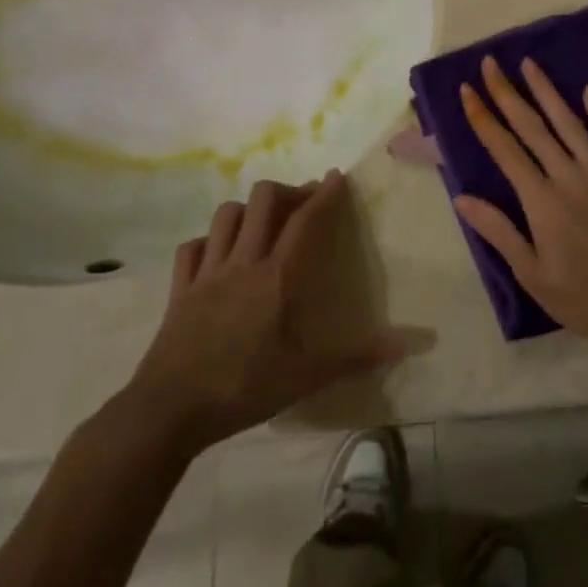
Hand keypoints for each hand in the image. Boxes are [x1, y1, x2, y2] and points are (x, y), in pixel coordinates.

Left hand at [130, 172, 407, 445]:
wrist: (169, 410)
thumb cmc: (245, 387)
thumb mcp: (309, 374)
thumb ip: (360, 355)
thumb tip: (418, 344)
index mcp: (277, 276)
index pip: (305, 221)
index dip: (323, 195)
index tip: (336, 177)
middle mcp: (242, 262)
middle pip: (262, 201)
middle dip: (286, 192)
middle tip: (302, 205)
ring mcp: (206, 273)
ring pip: (225, 216)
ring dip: (248, 210)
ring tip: (263, 223)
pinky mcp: (179, 289)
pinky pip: (192, 247)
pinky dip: (209, 241)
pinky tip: (219, 253)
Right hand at [454, 57, 587, 353]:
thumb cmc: (583, 296)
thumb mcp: (532, 273)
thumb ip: (499, 231)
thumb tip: (461, 198)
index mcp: (540, 200)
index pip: (504, 149)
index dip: (483, 117)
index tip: (467, 89)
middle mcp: (568, 175)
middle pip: (532, 127)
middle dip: (508, 93)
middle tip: (491, 63)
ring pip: (570, 122)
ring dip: (547, 92)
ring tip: (529, 64)